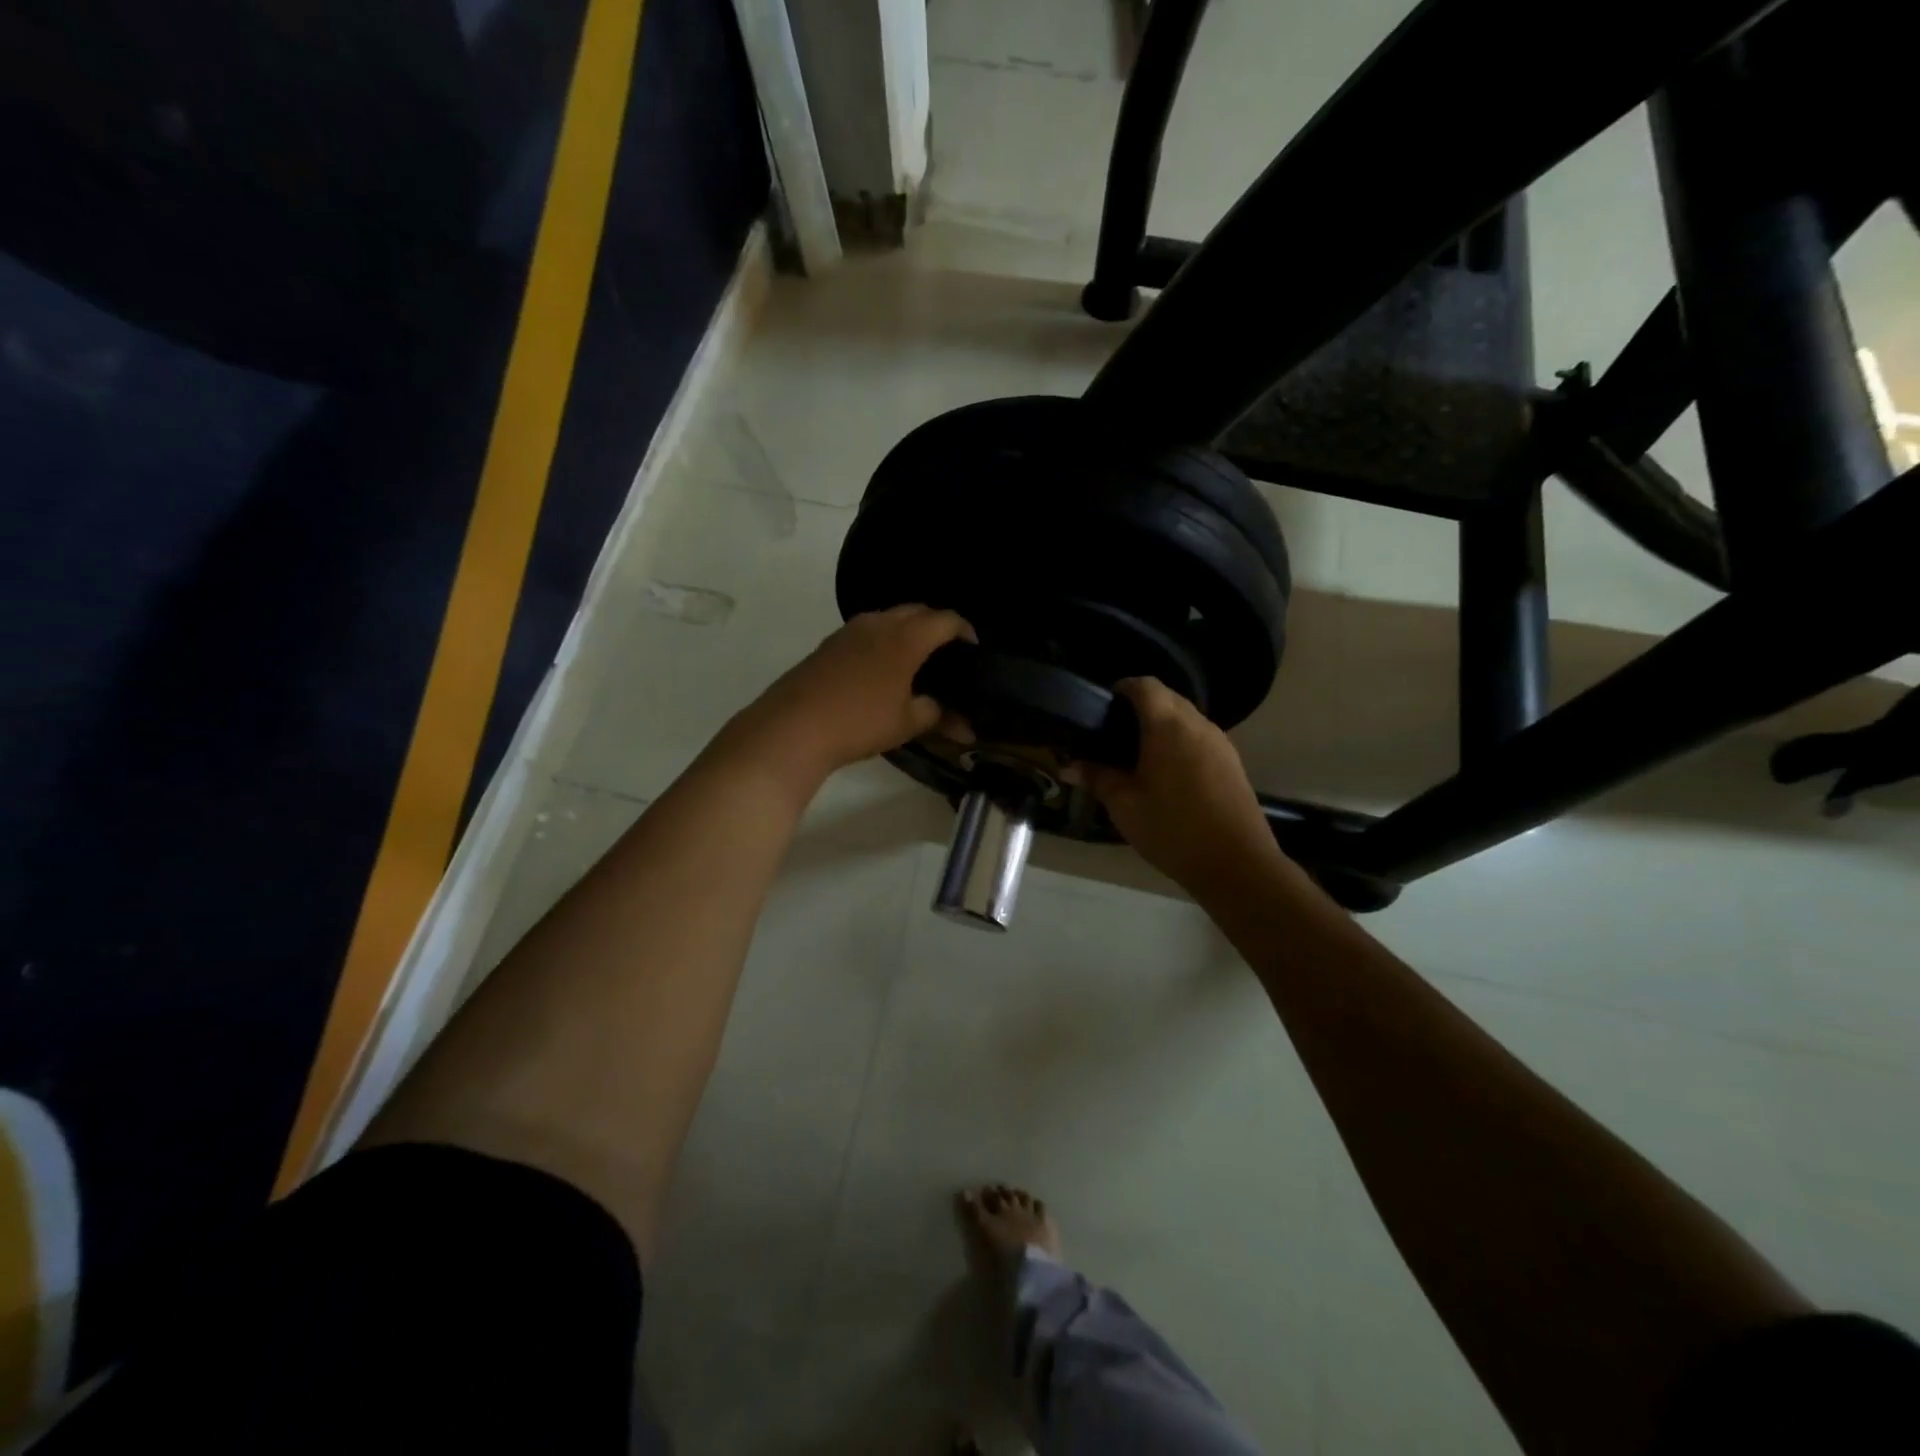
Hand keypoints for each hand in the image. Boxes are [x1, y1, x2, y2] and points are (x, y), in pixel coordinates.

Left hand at [730, 605, 974, 778]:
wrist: (793, 726)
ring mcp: (849, 631)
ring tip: (915, 659)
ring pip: (888, 618)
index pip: (945, 620)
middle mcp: (878, 623)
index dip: (964, 630)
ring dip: (906, 630)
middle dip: (936, 625)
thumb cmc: (860, 721)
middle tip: (947, 651)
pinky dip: (882, 641)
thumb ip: (936, 713)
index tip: (974, 647)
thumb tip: (958, 720)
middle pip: (916, 611)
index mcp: (905, 637)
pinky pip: (866, 631)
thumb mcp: (907, 722)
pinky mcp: (828, 644)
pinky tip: (881, 669)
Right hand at [1078, 678, 1284, 895]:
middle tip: (1114, 733)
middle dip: (1141, 706)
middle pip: (1168, 697)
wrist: (1236, 864)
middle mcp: (1198, 725)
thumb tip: (1069, 766)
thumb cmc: (1173, 829)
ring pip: (1187, 717)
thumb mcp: (1124, 805)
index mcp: (1168, 726)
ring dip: (1163, 725)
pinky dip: (1180, 741)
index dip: (1122, 688)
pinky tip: (1167, 773)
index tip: (1102, 706)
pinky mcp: (1232, 762)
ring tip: (1138, 754)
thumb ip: (1097, 778)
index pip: (1145, 685)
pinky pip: (1200, 737)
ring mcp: (1220, 743)